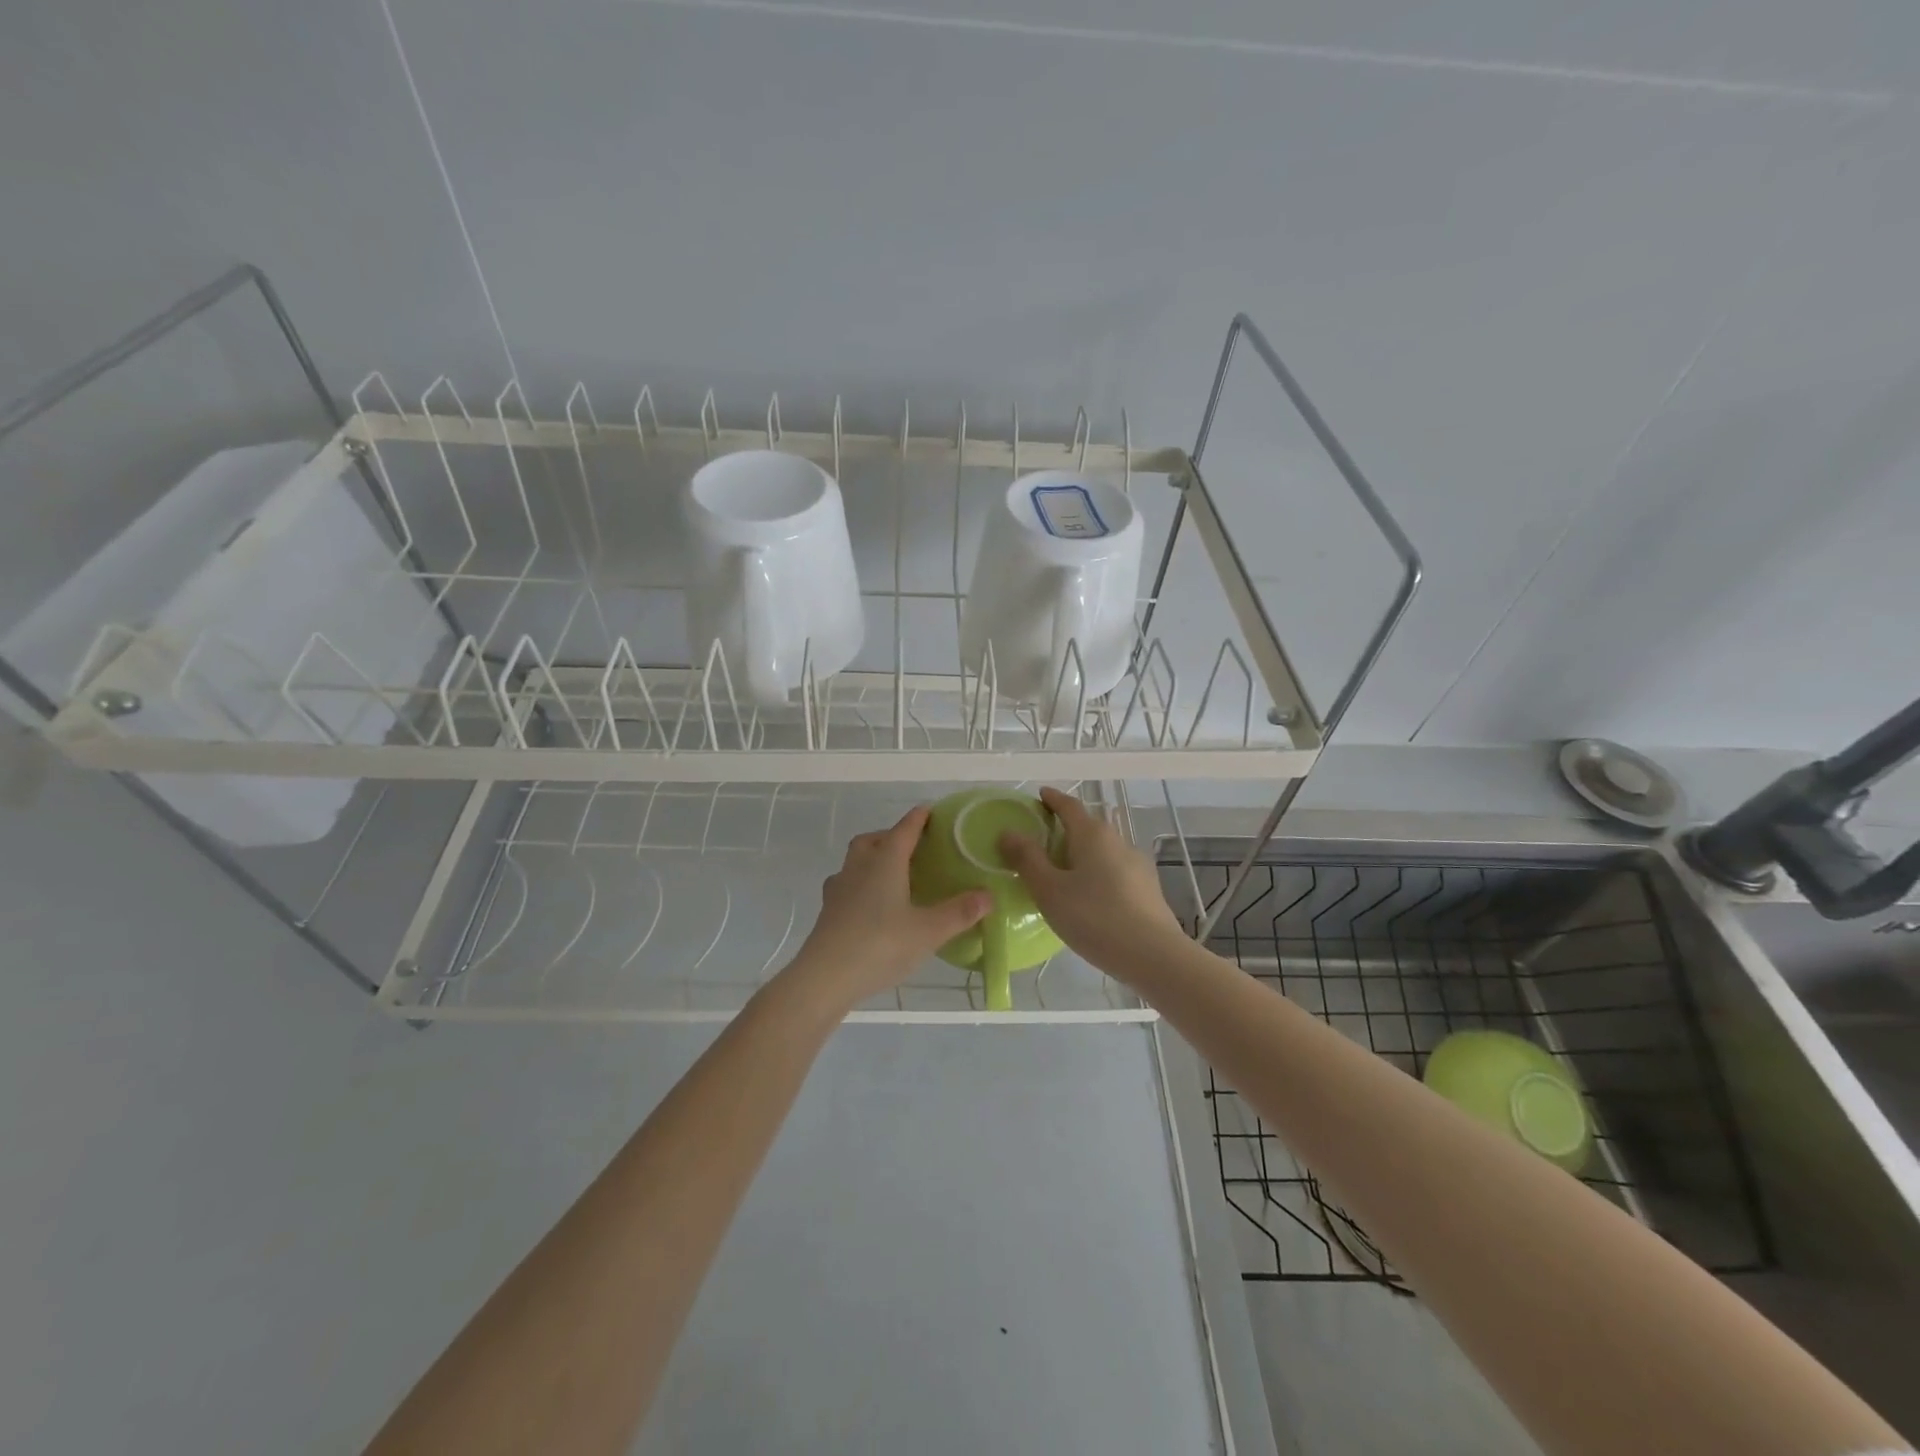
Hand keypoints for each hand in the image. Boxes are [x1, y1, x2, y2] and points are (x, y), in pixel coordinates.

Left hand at [787, 806, 990, 1009]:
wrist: (825, 978)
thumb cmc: (880, 945)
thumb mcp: (929, 931)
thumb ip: (959, 912)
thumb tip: (988, 895)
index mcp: (885, 862)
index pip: (904, 829)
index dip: (919, 819)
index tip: (931, 811)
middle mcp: (859, 867)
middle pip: (872, 840)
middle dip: (891, 837)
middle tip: (912, 848)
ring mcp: (839, 889)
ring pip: (855, 861)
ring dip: (873, 860)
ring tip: (894, 876)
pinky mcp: (828, 912)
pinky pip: (846, 886)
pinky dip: (861, 886)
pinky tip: (872, 906)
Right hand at [997, 786, 1184, 974]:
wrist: (1154, 956)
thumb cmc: (1094, 918)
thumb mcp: (1049, 890)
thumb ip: (1027, 859)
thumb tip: (1008, 831)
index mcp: (1092, 834)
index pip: (1069, 805)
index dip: (1052, 799)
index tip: (1040, 795)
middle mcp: (1118, 840)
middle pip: (1088, 826)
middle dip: (1066, 828)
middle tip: (1042, 841)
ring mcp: (1137, 864)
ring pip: (1103, 849)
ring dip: (1083, 853)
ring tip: (1064, 872)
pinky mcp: (1148, 888)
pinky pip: (1115, 870)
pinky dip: (1098, 873)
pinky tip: (1091, 896)